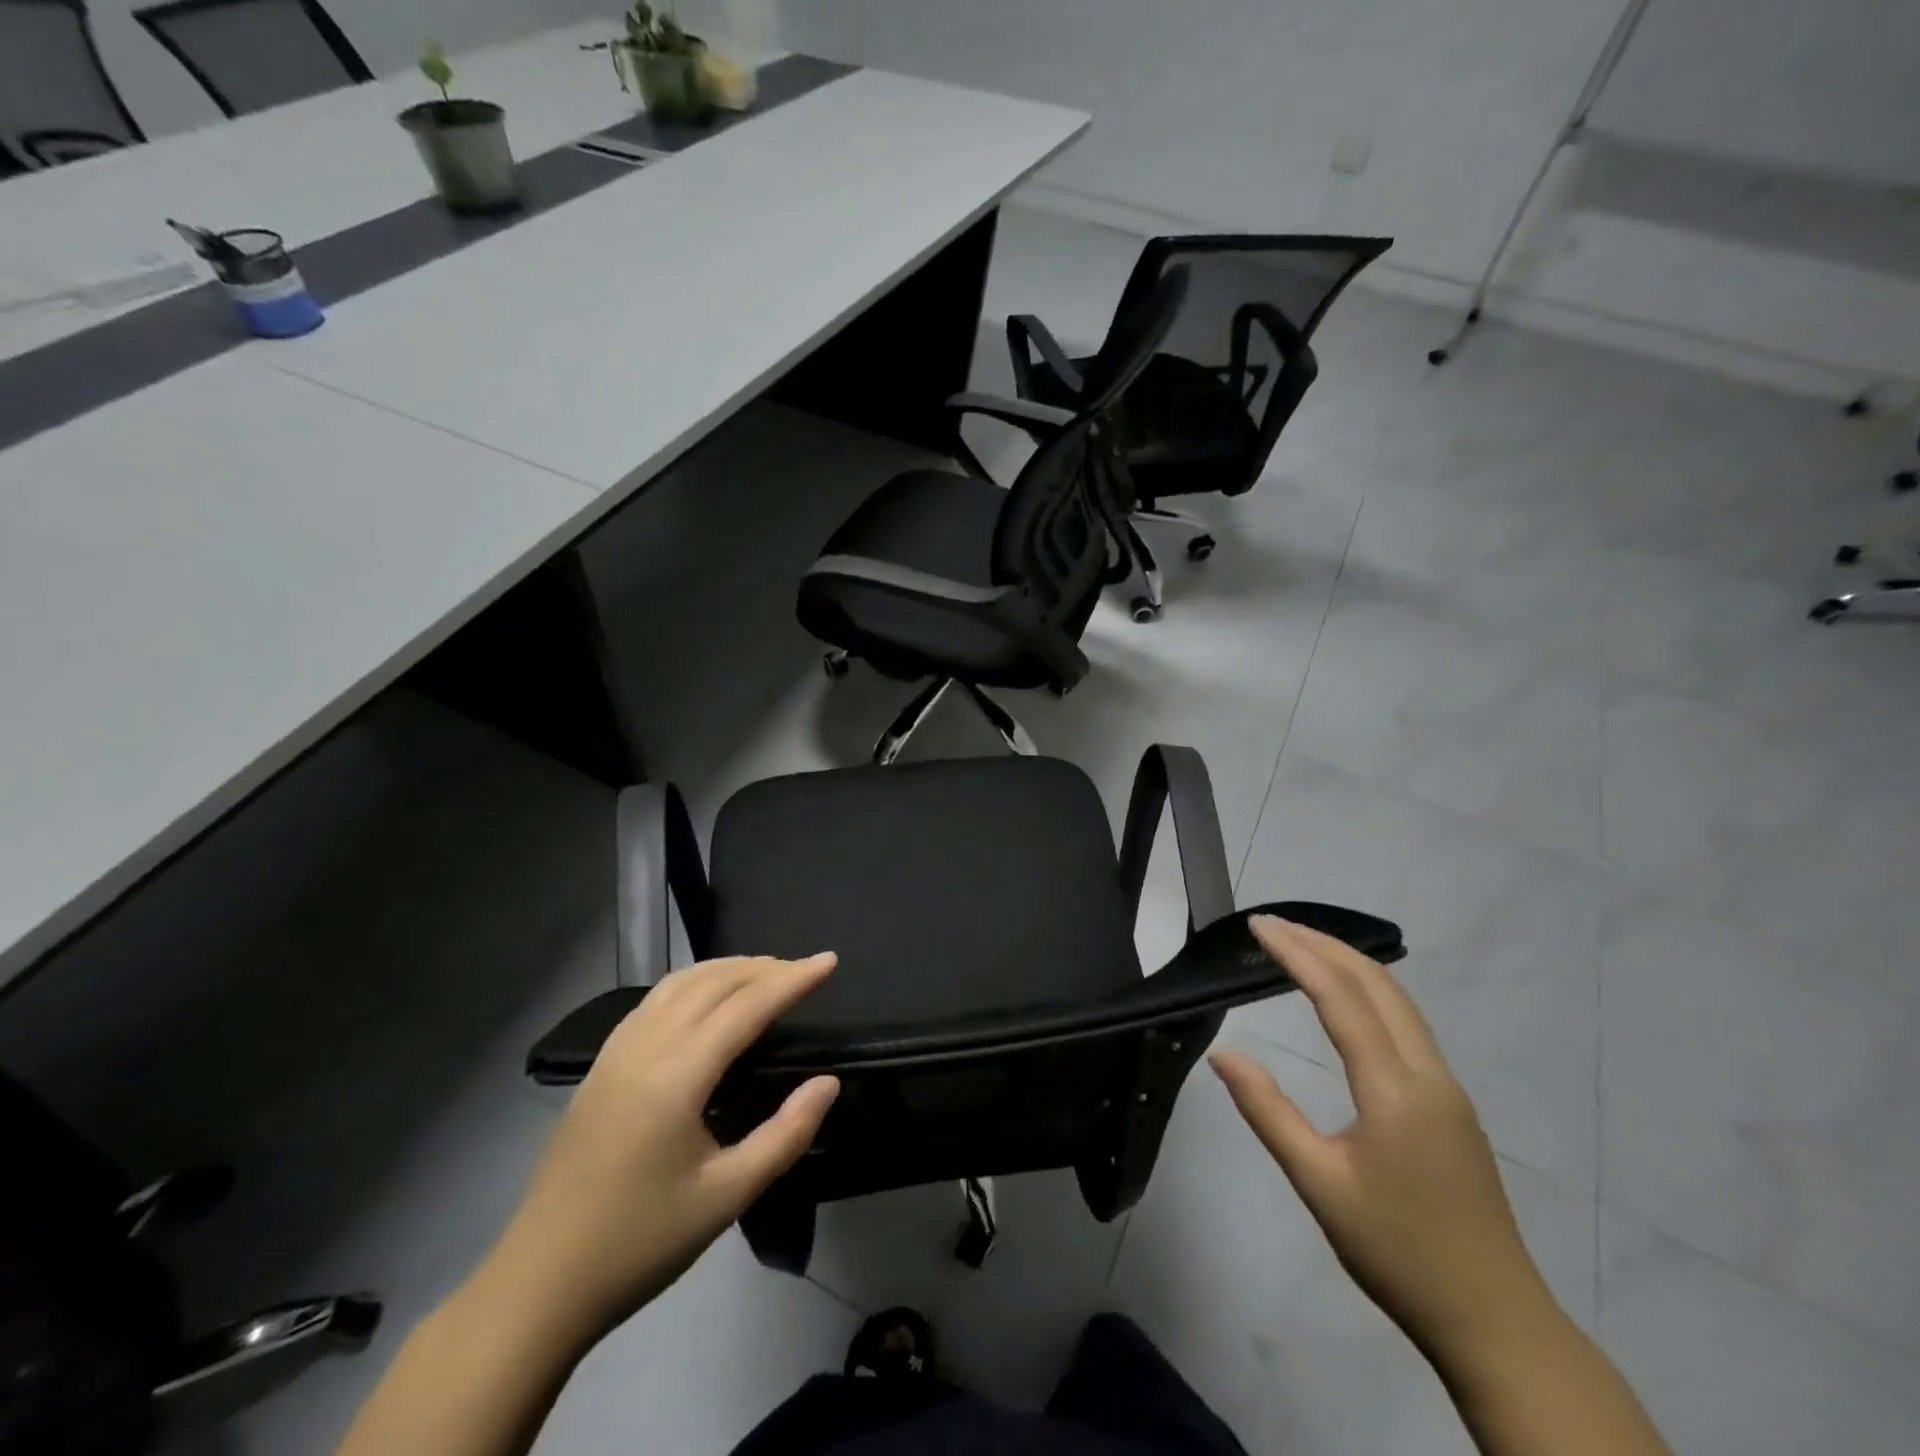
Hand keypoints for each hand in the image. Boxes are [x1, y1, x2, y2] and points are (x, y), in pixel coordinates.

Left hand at [478, 954, 839, 1348]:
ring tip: (764, 973)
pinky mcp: (600, 1066)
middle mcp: (645, 1048)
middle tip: (804, 970)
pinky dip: (693, 982)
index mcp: (676, 1075)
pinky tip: (706, 999)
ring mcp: (616, 1053)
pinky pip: (654, 1001)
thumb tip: (827, 1082)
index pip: (746, 1006)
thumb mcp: (726, 1197)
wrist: (538, 1286)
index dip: (792, 980)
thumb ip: (785, 1135)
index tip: (829, 961)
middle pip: (713, 983)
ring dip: (727, 969)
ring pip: (679, 983)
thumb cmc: (639, 1244)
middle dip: (764, 968)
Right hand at [1210, 917, 1556, 1366]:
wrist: (1496, 1322)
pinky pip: (1408, 1025)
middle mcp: (1428, 1074)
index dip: (1297, 954)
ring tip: (1302, 946)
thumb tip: (1223, 1054)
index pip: (1340, 997)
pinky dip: (1370, 992)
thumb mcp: (1318, 1183)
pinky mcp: (1452, 1106)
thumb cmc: (1397, 1251)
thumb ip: (1268, 1111)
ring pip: (1399, 1001)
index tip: (1258, 925)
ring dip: (1349, 964)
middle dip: (1324, 944)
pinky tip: (1348, 1000)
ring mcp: (1447, 1089)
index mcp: (1394, 1089)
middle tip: (1273, 925)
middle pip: (1378, 984)